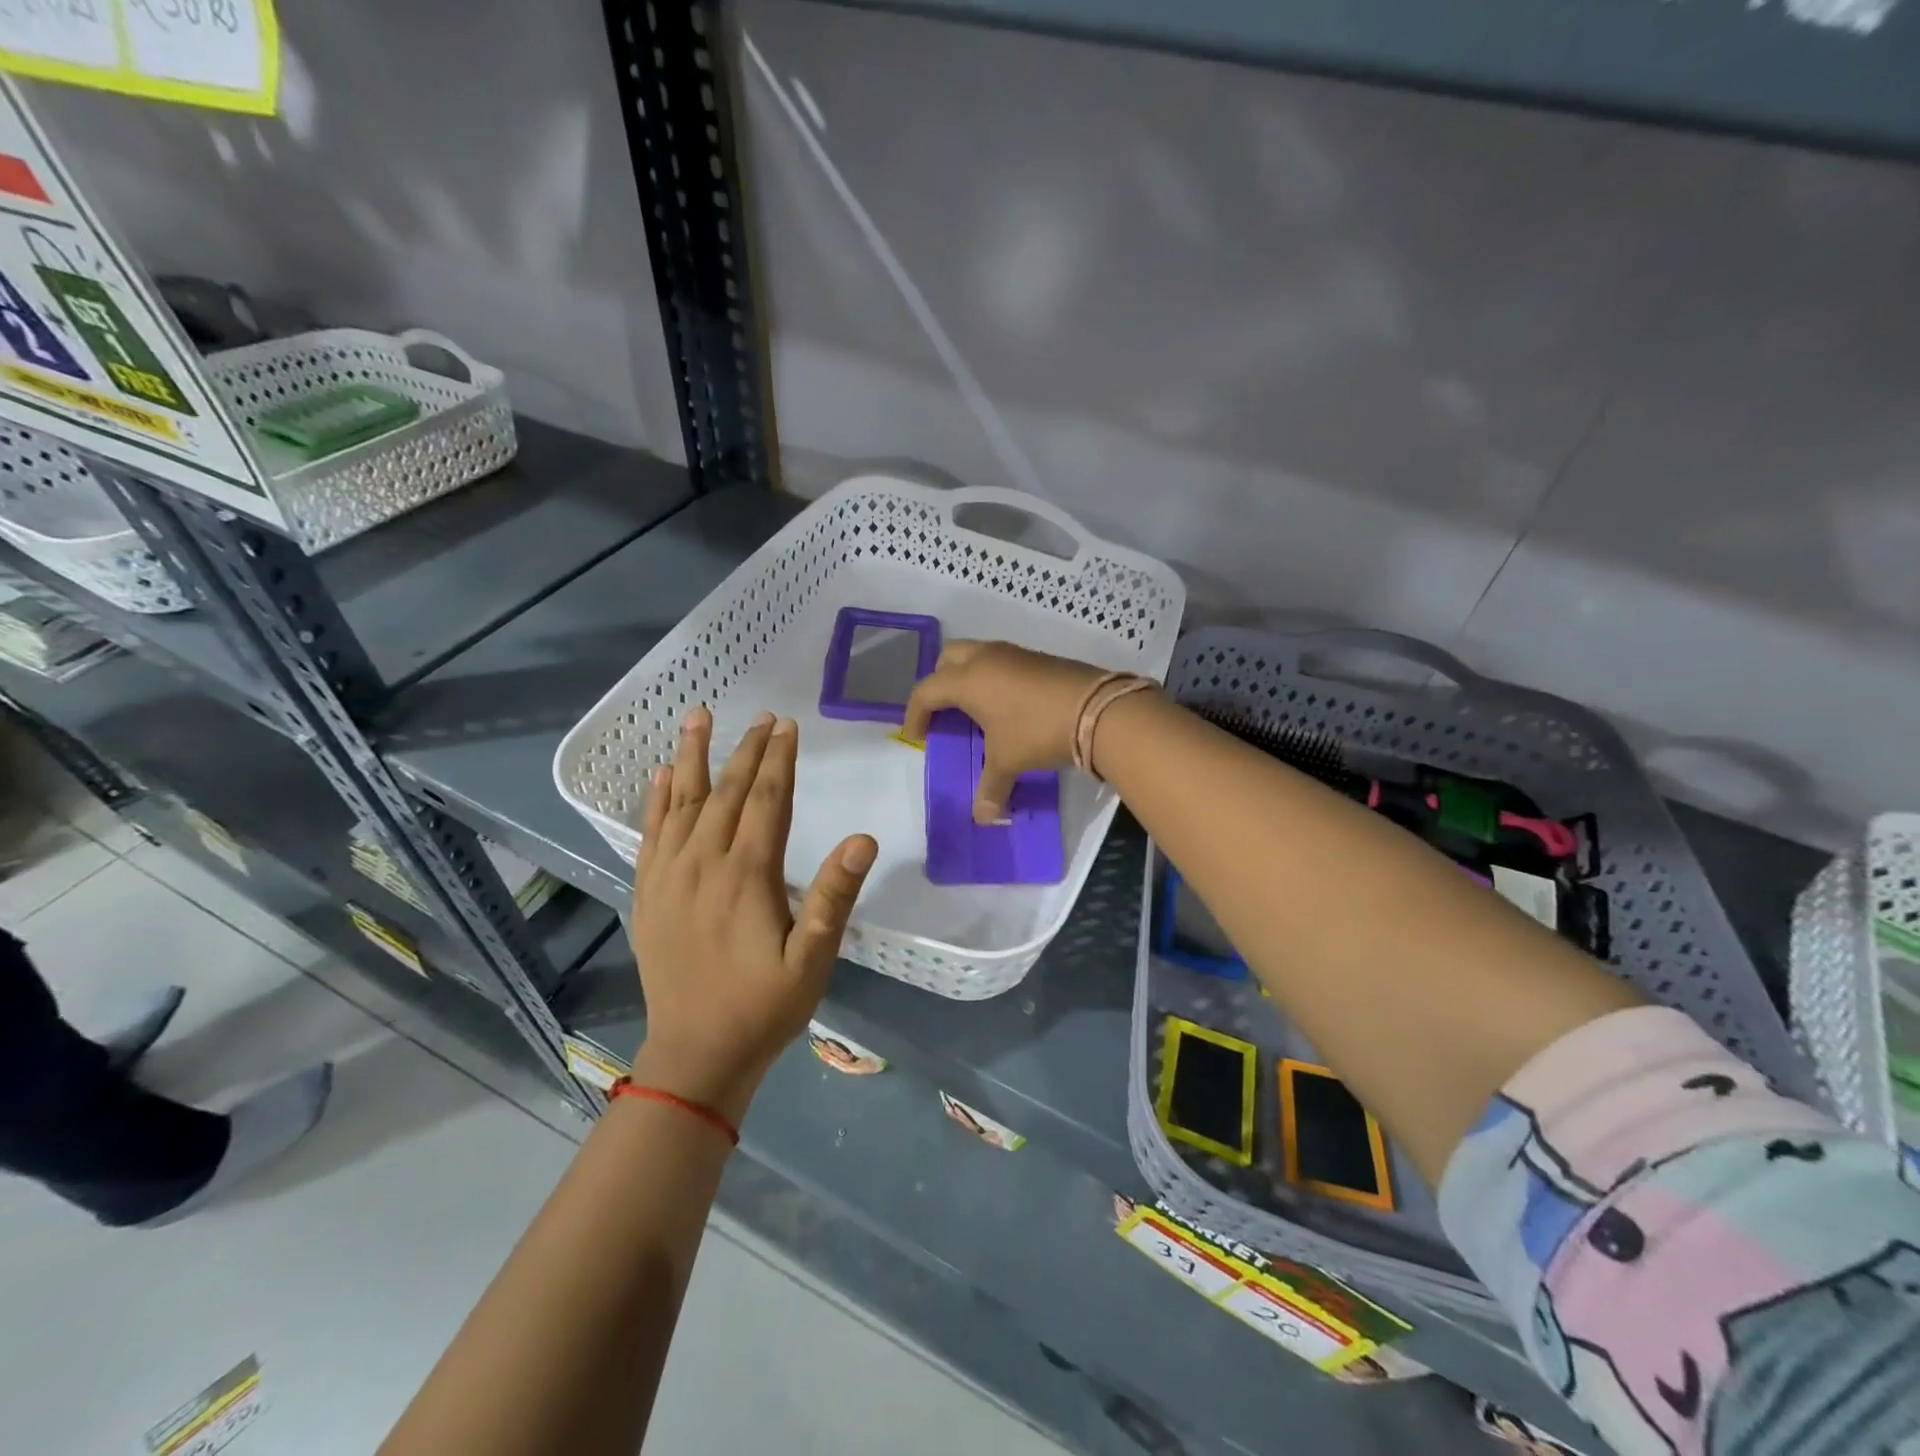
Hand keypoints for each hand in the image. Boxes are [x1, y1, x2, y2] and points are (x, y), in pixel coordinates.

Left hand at [628, 705, 876, 1123]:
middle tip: (761, 717)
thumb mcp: (812, 959)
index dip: (779, 760)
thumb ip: (834, 897)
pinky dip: (655, 801)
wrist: (695, 1055)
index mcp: (746, 875)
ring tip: (696, 717)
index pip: (767, 801)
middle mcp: (703, 864)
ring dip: (691, 757)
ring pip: (681, 803)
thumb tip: (863, 839)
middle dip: (747, 751)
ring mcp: (668, 877)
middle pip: (727, 793)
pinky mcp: (648, 894)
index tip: (787, 725)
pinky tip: (659, 777)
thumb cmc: (763, 1007)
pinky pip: (649, 834)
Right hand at [902, 640, 1107, 822]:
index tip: (915, 737)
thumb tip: (984, 818)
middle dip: (939, 682)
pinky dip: (994, 678)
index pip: (927, 691)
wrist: (1098, 710)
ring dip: (968, 677)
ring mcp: (1015, 654)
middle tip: (943, 711)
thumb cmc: (1037, 731)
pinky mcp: (1039, 658)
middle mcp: (986, 658)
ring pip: (977, 655)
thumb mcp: (1008, 762)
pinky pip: (1003, 662)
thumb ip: (991, 788)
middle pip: (947, 658)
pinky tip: (1007, 706)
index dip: (915, 714)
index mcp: (968, 680)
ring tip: (974, 710)